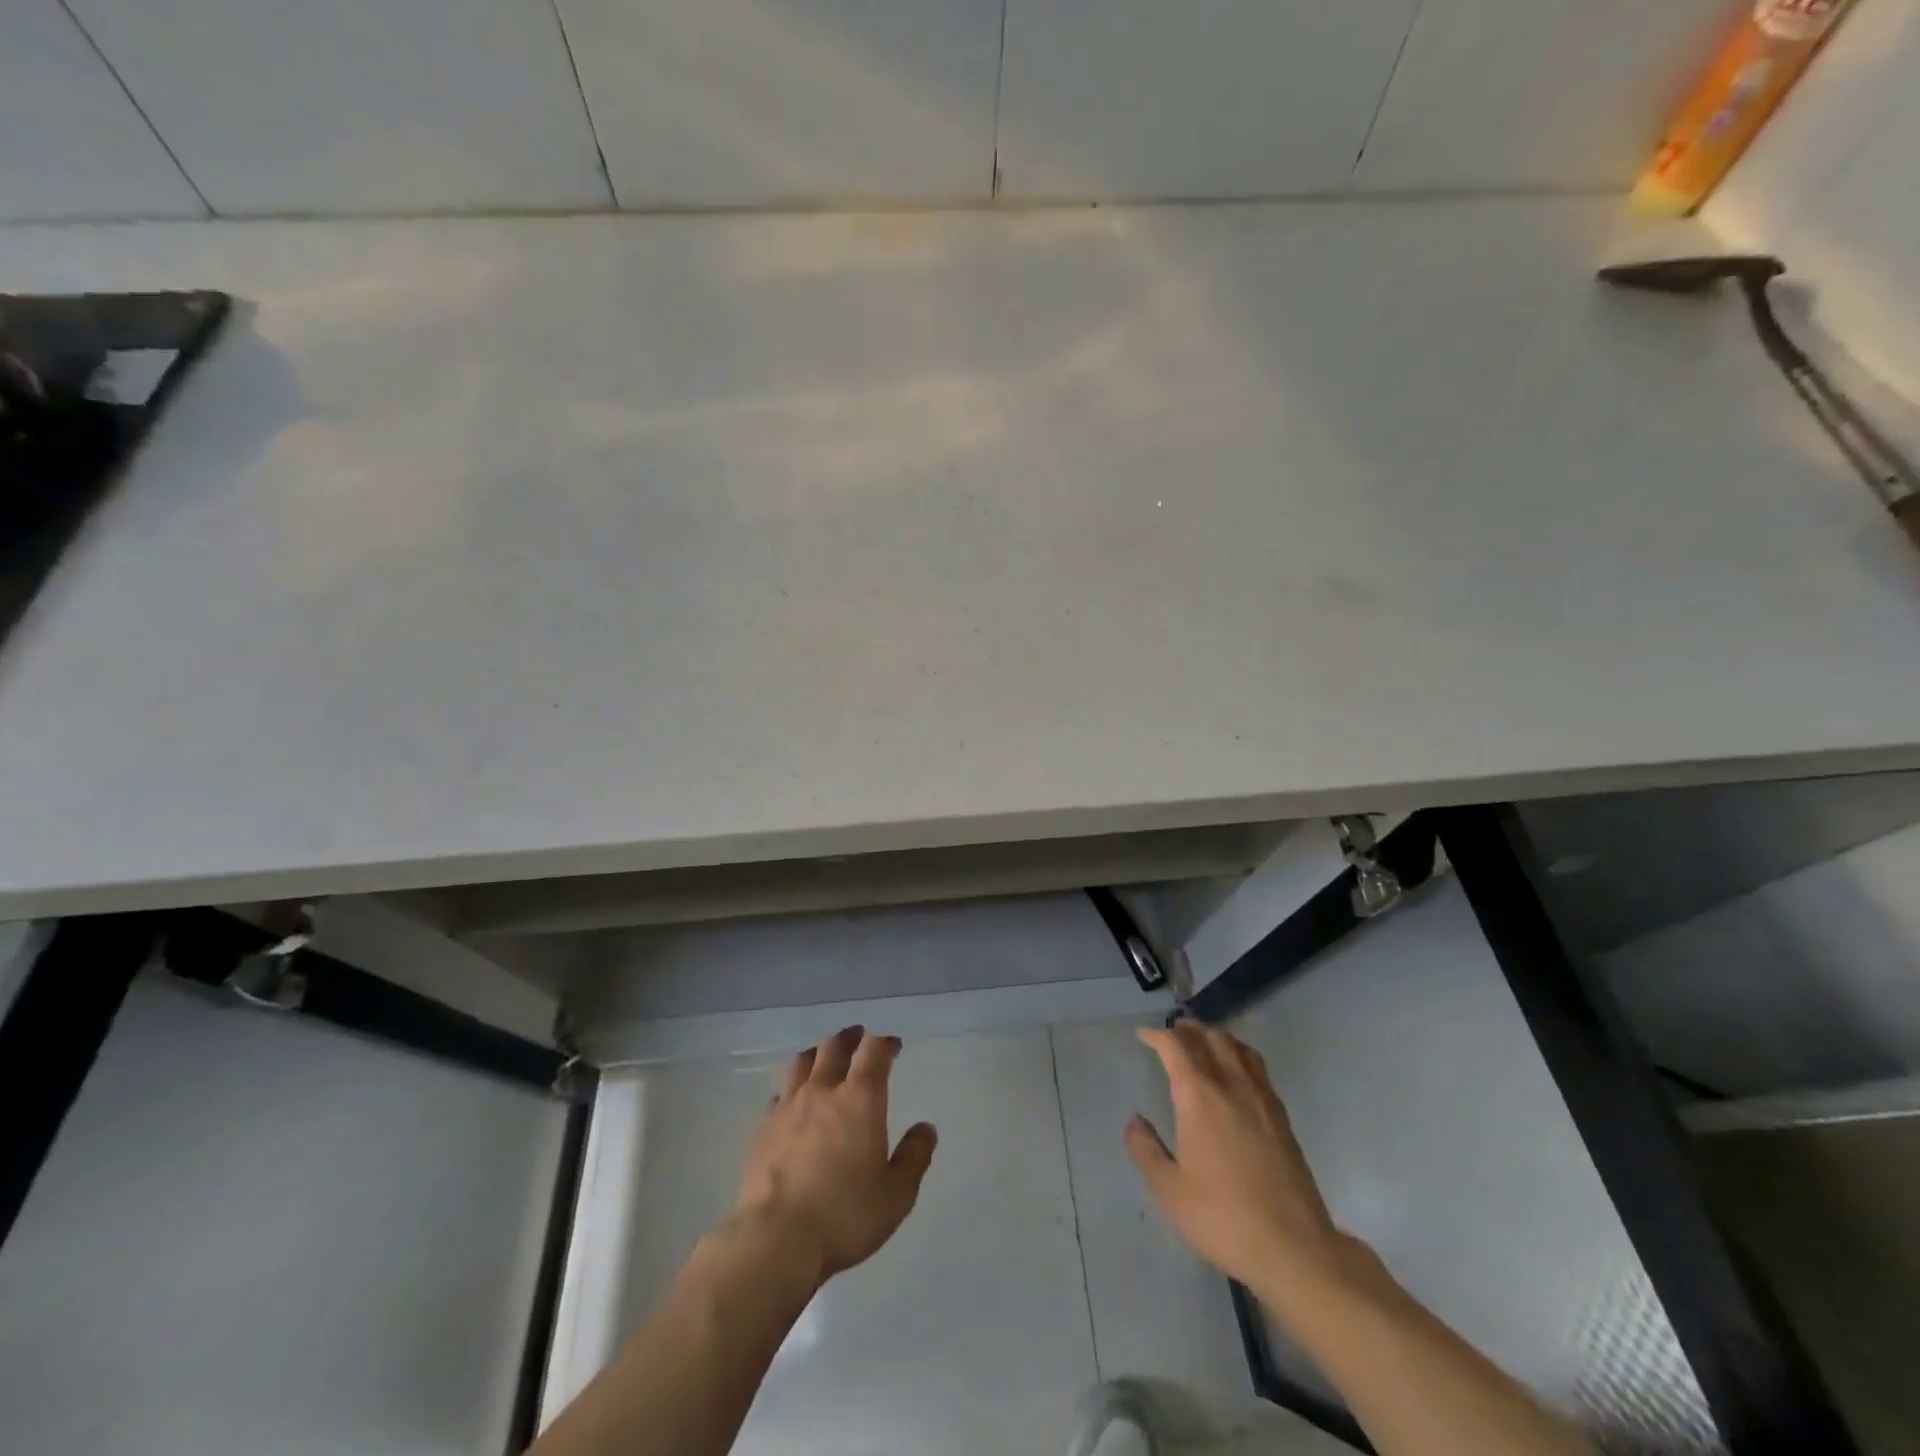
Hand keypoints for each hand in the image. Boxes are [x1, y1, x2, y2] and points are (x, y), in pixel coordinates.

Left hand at [731, 1026, 937, 1285]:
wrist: (776, 1239)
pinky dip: (792, 1089)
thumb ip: (914, 1157)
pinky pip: (780, 1094)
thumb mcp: (896, 1194)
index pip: (874, 1052)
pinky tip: (793, 1101)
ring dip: (818, 1053)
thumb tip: (926, 1128)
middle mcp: (823, 1091)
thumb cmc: (845, 1214)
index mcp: (860, 1098)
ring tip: (823, 1056)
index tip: (893, 1045)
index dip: (885, 1043)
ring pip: (802, 1063)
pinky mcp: (762, 1128)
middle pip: (834, 1047)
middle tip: (858, 1037)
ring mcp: (788, 1107)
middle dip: (849, 1038)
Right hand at [1126, 1021, 1352, 1295]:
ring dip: (1216, 1037)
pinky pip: (1258, 1068)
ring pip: (1238, 1049)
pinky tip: (1238, 1072)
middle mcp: (1231, 1087)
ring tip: (1203, 1041)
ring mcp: (1262, 1100)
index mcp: (1199, 1098)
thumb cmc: (1223, 1218)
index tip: (1143, 1035)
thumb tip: (1135, 1121)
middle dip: (1188, 1030)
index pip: (1176, 1048)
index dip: (1157, 1036)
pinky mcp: (1282, 1118)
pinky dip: (1240, 1055)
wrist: (1294, 1248)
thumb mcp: (1170, 1191)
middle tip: (1172, 1032)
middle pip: (1210, 1039)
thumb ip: (1146, 1150)